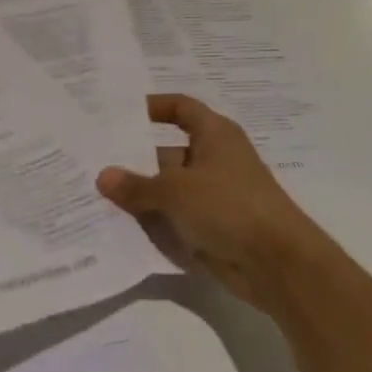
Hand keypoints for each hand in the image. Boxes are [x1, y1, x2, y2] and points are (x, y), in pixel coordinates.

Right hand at [97, 94, 329, 311]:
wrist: (278, 265)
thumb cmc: (229, 207)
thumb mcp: (175, 191)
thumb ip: (136, 185)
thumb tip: (103, 177)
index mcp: (215, 135)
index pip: (181, 108)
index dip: (153, 106)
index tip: (120, 113)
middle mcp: (215, 159)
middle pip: (167, 150)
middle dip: (134, 157)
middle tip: (93, 158)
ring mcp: (214, 195)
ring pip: (168, 187)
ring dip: (140, 192)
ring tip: (97, 193)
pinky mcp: (212, 226)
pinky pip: (174, 216)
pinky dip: (152, 218)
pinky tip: (119, 223)